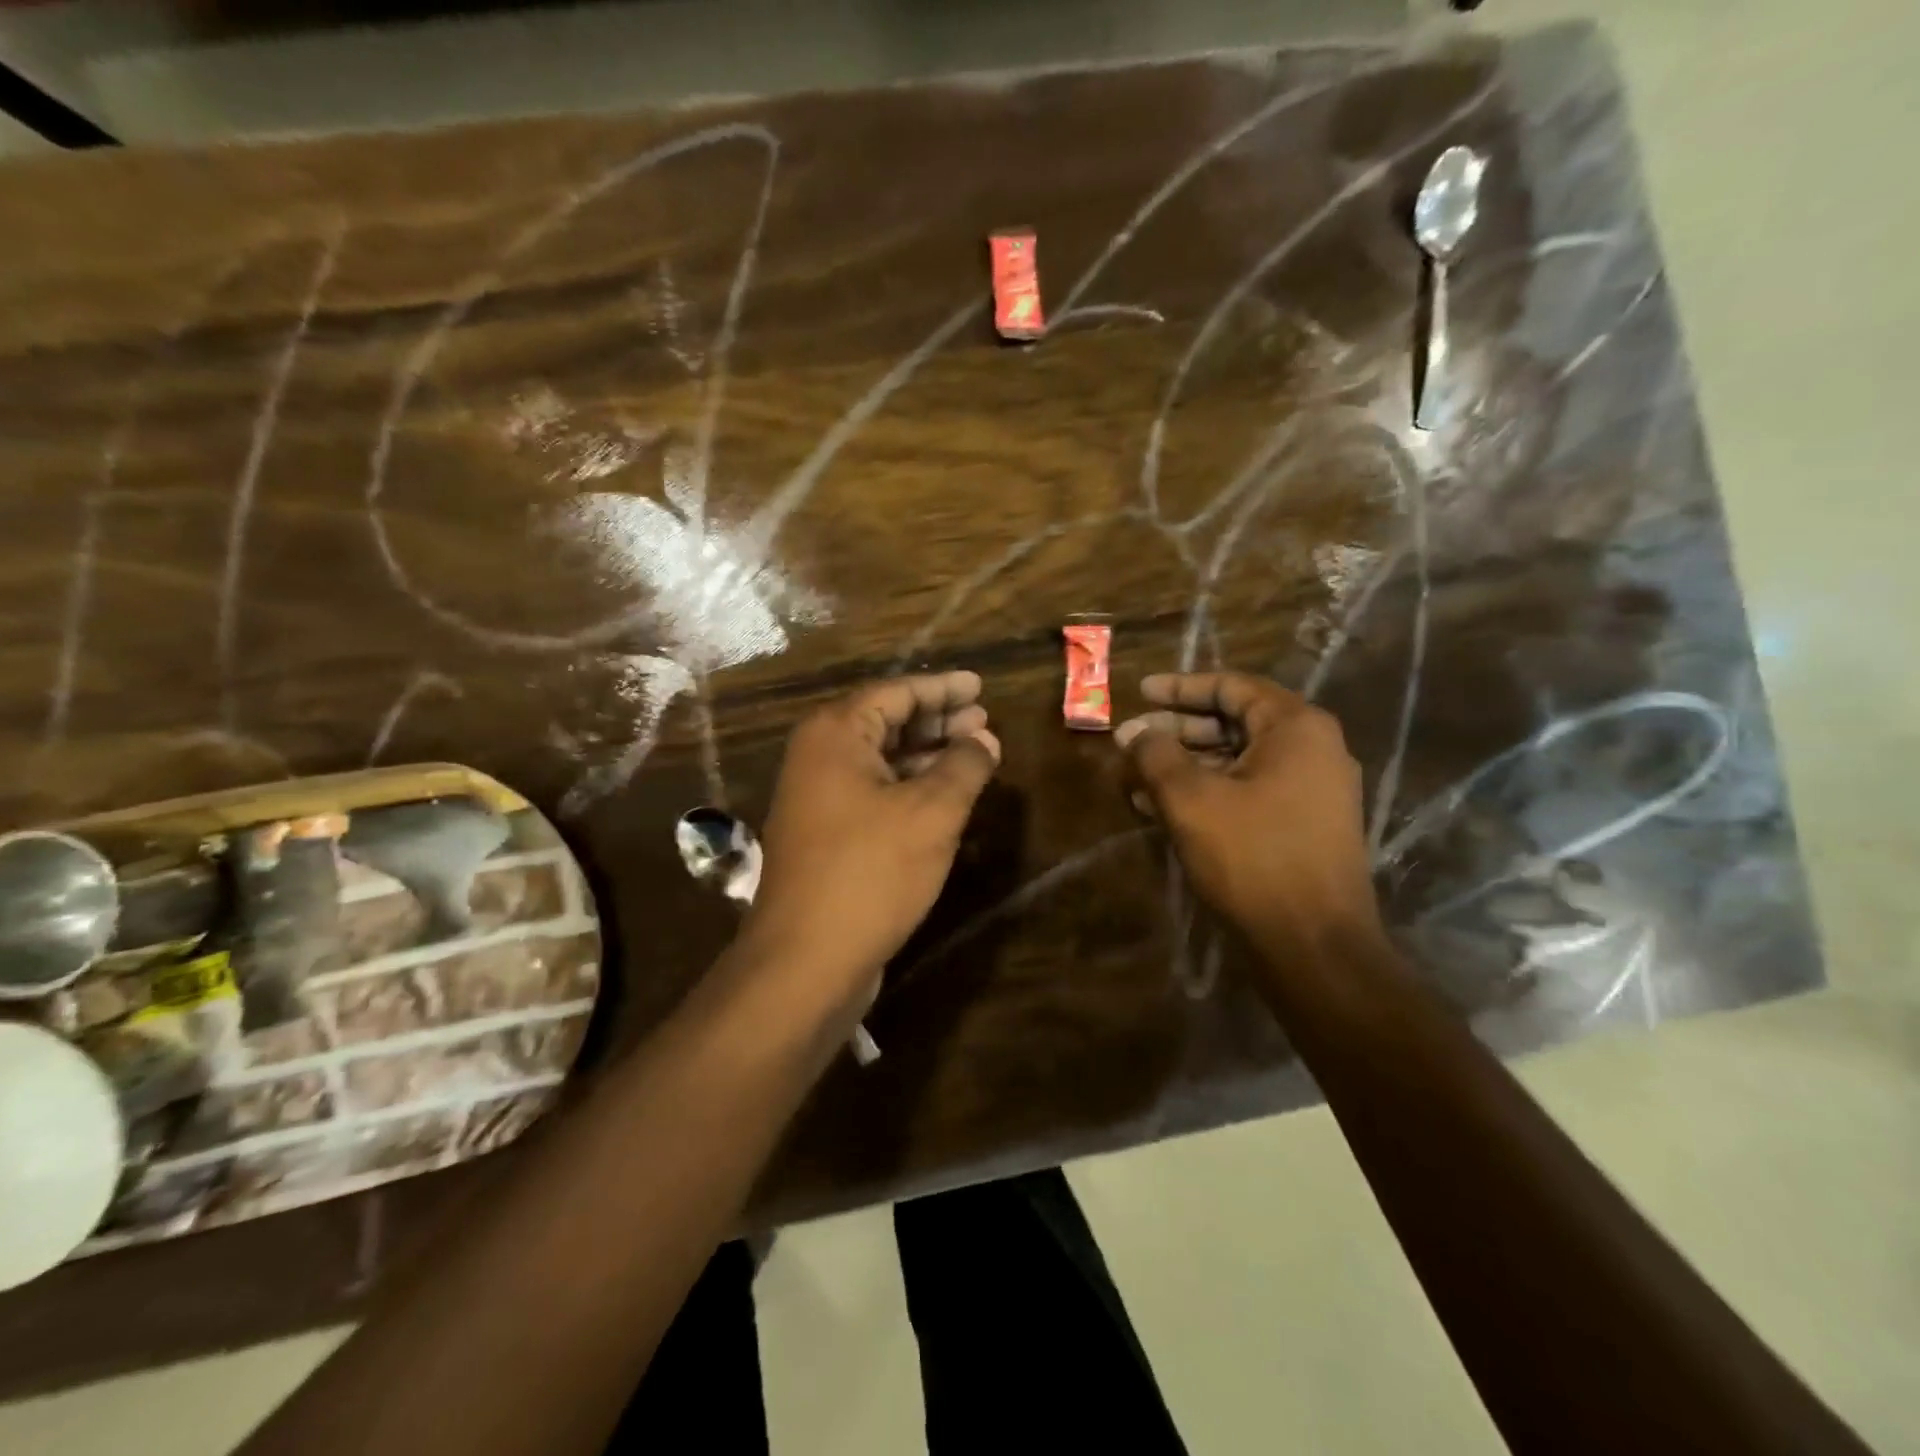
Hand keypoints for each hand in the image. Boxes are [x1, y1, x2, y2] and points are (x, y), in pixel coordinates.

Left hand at [746, 672, 1000, 993]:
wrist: (806, 960)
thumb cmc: (871, 872)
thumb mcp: (932, 813)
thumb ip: (964, 766)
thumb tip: (985, 739)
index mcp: (835, 734)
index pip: (896, 692)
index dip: (943, 688)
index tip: (980, 684)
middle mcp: (820, 756)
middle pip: (886, 722)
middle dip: (938, 720)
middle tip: (984, 719)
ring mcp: (818, 798)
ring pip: (882, 760)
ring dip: (928, 755)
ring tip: (976, 753)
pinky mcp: (827, 835)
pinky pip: (875, 793)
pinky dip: (911, 788)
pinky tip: (946, 796)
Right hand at [1115, 672, 1380, 955]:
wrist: (1315, 945)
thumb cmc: (1253, 857)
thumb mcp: (1192, 799)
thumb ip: (1157, 755)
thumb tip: (1134, 732)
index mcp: (1295, 727)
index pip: (1231, 687)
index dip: (1179, 688)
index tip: (1139, 693)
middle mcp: (1313, 749)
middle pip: (1234, 722)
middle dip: (1177, 731)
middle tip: (1132, 741)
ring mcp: (1312, 790)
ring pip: (1237, 761)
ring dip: (1186, 766)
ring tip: (1136, 779)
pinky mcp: (1304, 825)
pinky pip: (1248, 791)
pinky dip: (1207, 792)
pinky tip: (1162, 809)